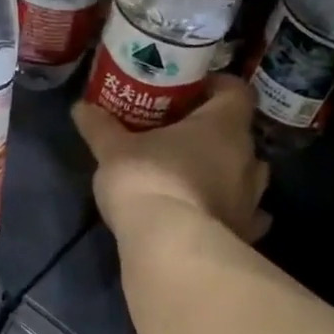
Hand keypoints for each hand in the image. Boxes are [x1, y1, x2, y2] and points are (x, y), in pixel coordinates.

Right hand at [74, 76, 269, 244]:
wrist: (169, 246)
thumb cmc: (147, 180)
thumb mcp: (114, 151)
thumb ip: (101, 127)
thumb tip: (81, 107)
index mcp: (224, 125)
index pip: (237, 91)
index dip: (218, 88)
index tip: (192, 93)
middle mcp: (248, 158)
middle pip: (240, 135)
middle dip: (217, 135)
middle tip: (184, 138)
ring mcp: (252, 199)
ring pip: (248, 177)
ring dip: (229, 174)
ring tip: (199, 178)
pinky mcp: (246, 233)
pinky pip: (248, 217)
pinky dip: (234, 214)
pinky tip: (215, 217)